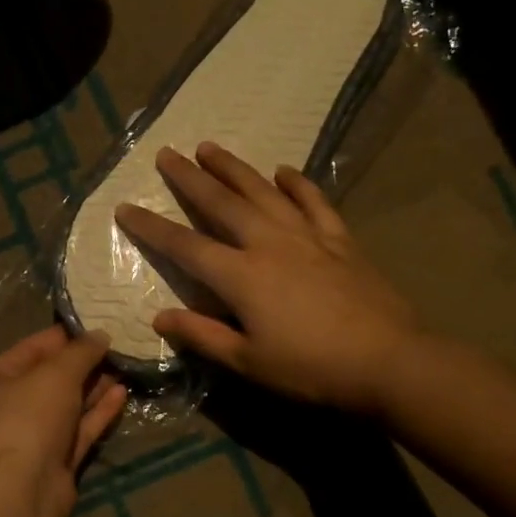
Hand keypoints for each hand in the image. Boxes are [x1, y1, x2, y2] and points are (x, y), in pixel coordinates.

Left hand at [0, 325, 127, 516]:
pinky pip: (81, 428)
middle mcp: (12, 405)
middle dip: (84, 362)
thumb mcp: (57, 373)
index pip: (33, 347)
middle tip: (119, 344)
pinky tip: (122, 393)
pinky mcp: (58, 459)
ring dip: (95, 386)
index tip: (98, 323)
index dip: (65, 335)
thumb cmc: (30, 416)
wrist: (24, 488)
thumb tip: (100, 335)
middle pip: (52, 376)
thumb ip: (81, 352)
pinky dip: (99, 411)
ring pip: (69, 404)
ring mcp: (35, 434)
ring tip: (126, 365)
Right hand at [113, 143, 418, 413]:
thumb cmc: (311, 368)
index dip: (151, 227)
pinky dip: (298, 184)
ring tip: (210, 147)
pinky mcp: (339, 239)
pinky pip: (314, 202)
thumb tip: (159, 318)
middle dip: (190, 178)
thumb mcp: (248, 362)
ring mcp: (307, 236)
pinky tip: (284, 171)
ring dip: (234, 168)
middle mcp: (268, 244)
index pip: (184, 246)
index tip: (125, 207)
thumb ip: (202, 336)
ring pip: (263, 191)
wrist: (389, 361)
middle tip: (166, 154)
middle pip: (221, 203)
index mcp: (241, 276)